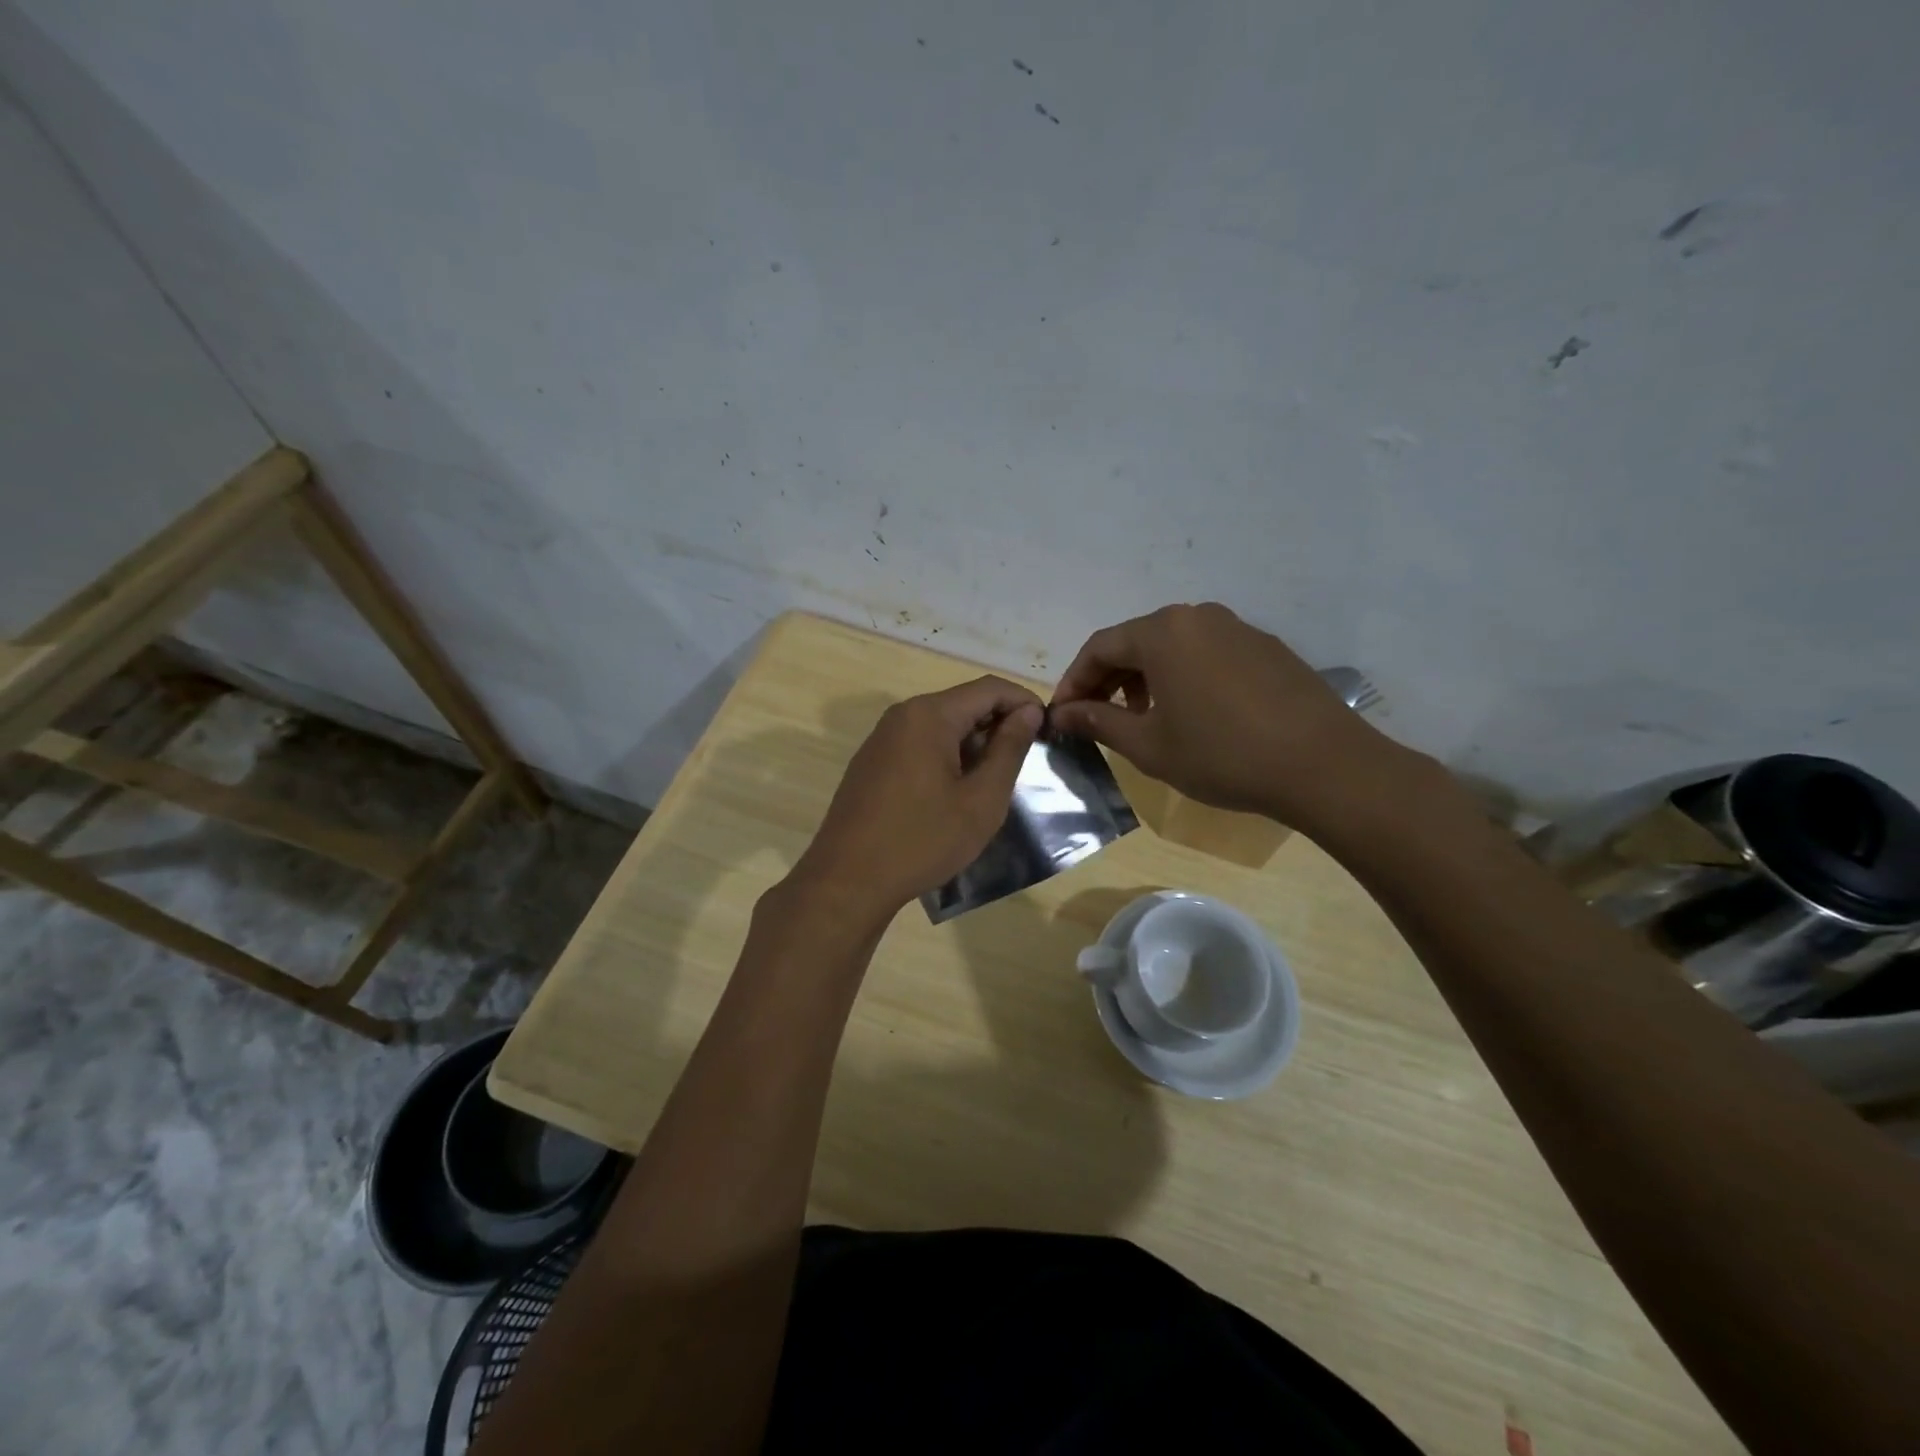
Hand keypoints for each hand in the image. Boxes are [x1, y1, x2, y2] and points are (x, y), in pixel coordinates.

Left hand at [790, 677, 1043, 923]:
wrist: (847, 881)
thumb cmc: (922, 840)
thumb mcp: (981, 799)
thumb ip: (1009, 749)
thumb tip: (1028, 712)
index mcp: (929, 715)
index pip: (989, 688)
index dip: (1024, 702)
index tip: (1048, 730)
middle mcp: (902, 716)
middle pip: (963, 703)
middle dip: (999, 724)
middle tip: (1027, 759)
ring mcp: (881, 739)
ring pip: (940, 725)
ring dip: (973, 743)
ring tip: (996, 779)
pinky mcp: (871, 763)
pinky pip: (919, 744)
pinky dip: (947, 756)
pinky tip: (956, 791)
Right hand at [1049, 602, 1403, 831]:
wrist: (1324, 765)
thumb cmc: (1222, 755)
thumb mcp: (1149, 746)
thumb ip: (1098, 723)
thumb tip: (1061, 714)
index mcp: (1163, 632)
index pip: (1100, 647)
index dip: (1074, 681)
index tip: (1062, 715)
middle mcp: (1198, 617)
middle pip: (1136, 641)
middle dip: (1109, 679)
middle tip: (1098, 718)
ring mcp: (1237, 628)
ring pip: (1173, 646)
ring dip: (1146, 678)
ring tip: (1144, 719)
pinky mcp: (1266, 647)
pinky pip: (1208, 653)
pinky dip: (1184, 677)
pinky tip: (1193, 714)